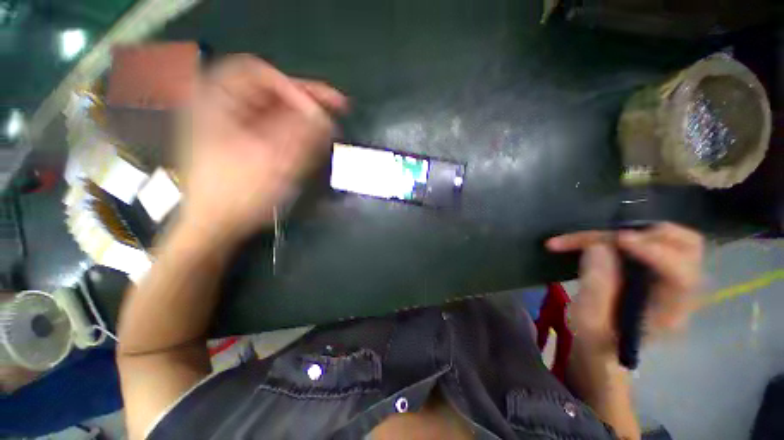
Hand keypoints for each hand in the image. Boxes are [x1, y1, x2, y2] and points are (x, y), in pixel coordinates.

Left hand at [178, 55, 347, 243]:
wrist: (215, 225)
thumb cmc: (238, 193)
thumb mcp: (274, 161)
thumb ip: (302, 134)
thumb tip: (326, 117)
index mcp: (218, 100)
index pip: (260, 73)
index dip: (294, 87)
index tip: (319, 111)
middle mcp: (223, 106)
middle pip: (270, 91)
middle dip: (306, 100)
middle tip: (336, 107)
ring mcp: (233, 126)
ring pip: (275, 110)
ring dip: (304, 117)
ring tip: (328, 128)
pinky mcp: (244, 142)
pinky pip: (274, 128)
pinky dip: (295, 132)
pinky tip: (311, 142)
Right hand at [547, 222, 703, 363]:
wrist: (603, 344)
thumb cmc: (595, 337)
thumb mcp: (587, 319)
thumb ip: (595, 287)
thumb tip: (598, 246)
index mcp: (668, 314)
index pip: (681, 277)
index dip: (654, 253)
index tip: (617, 240)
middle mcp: (679, 292)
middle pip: (690, 249)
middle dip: (650, 235)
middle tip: (613, 237)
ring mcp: (671, 279)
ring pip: (677, 239)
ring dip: (642, 231)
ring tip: (610, 237)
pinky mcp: (657, 270)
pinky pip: (656, 241)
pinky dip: (633, 233)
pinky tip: (609, 240)